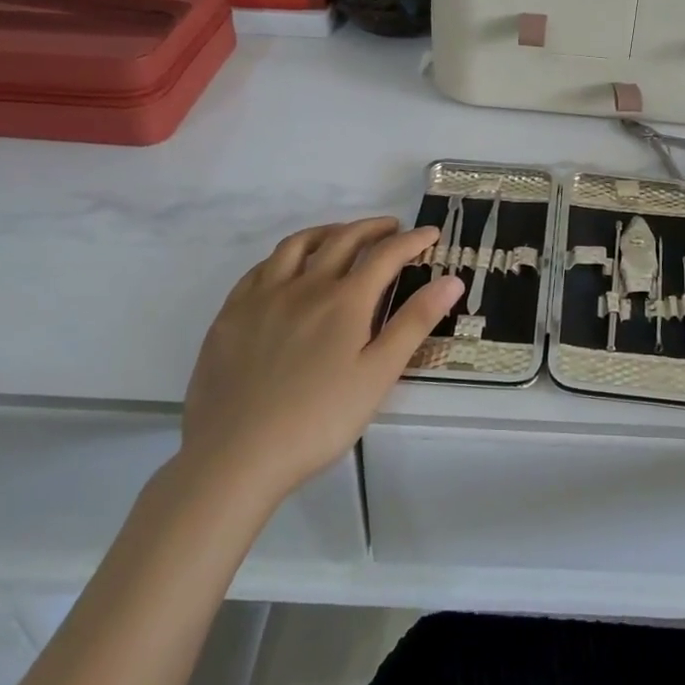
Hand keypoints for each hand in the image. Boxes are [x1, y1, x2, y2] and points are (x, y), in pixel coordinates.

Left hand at [178, 218, 461, 508]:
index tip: (431, 234)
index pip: (386, 255)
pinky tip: (288, 268)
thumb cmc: (319, 420)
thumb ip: (414, 323)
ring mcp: (263, 296)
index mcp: (345, 300)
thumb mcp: (378, 375)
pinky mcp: (231, 313)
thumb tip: (453, 279)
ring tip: (343, 236)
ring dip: (328, 232)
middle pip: (343, 239)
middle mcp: (305, 285)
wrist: (236, 456)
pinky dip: (285, 255)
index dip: (413, 240)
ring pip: (298, 245)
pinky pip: (261, 267)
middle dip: (373, 228)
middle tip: (392, 228)